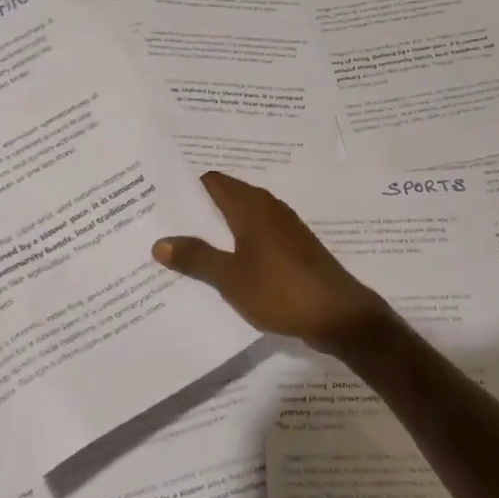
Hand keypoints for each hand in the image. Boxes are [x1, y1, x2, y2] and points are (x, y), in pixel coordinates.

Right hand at [153, 172, 393, 356]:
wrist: (339, 316)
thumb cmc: (281, 289)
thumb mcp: (230, 277)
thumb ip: (196, 257)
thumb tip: (160, 241)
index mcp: (250, 206)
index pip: (211, 181)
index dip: (185, 189)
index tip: (159, 204)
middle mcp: (268, 208)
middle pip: (225, 198)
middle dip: (196, 212)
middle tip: (164, 229)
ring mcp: (283, 228)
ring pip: (240, 219)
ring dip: (216, 231)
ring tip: (185, 250)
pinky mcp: (293, 249)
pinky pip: (255, 237)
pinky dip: (236, 246)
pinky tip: (221, 268)